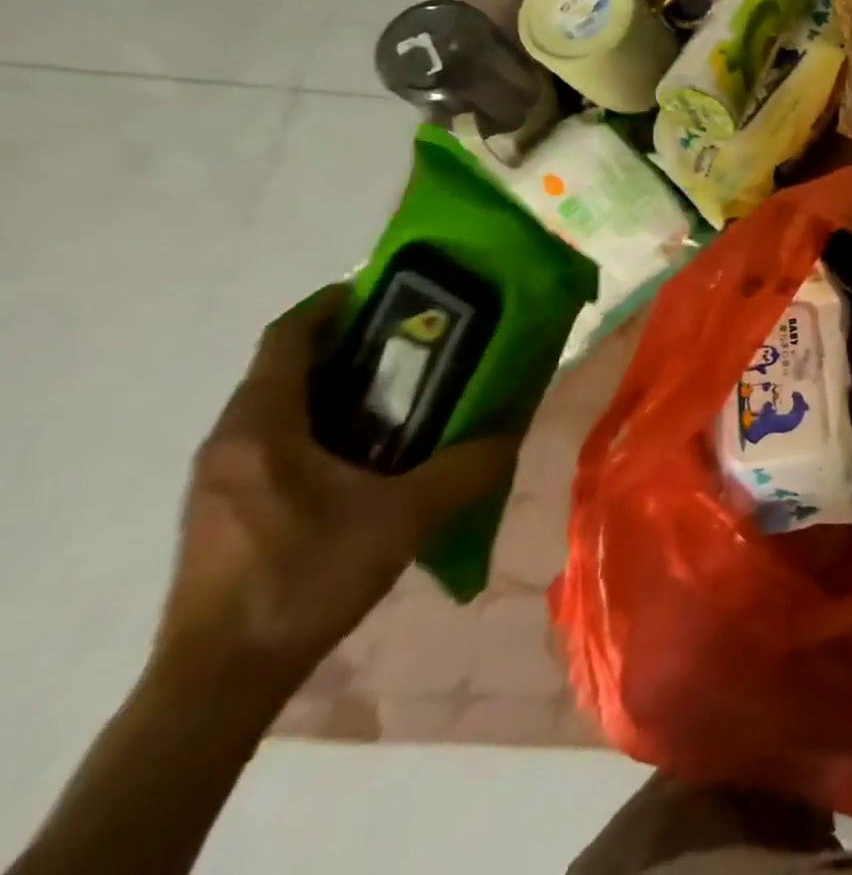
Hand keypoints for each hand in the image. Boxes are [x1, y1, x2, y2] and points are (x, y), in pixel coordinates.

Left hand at [155, 285, 518, 692]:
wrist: (219, 679)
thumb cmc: (306, 577)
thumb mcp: (405, 517)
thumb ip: (467, 467)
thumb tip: (513, 430)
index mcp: (261, 428)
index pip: (288, 337)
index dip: (333, 303)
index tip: (387, 290)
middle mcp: (230, 441)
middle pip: (285, 366)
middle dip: (348, 344)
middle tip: (415, 341)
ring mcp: (220, 477)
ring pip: (279, 404)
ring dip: (336, 385)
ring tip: (403, 390)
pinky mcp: (223, 507)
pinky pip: (273, 439)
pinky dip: (321, 423)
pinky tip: (368, 451)